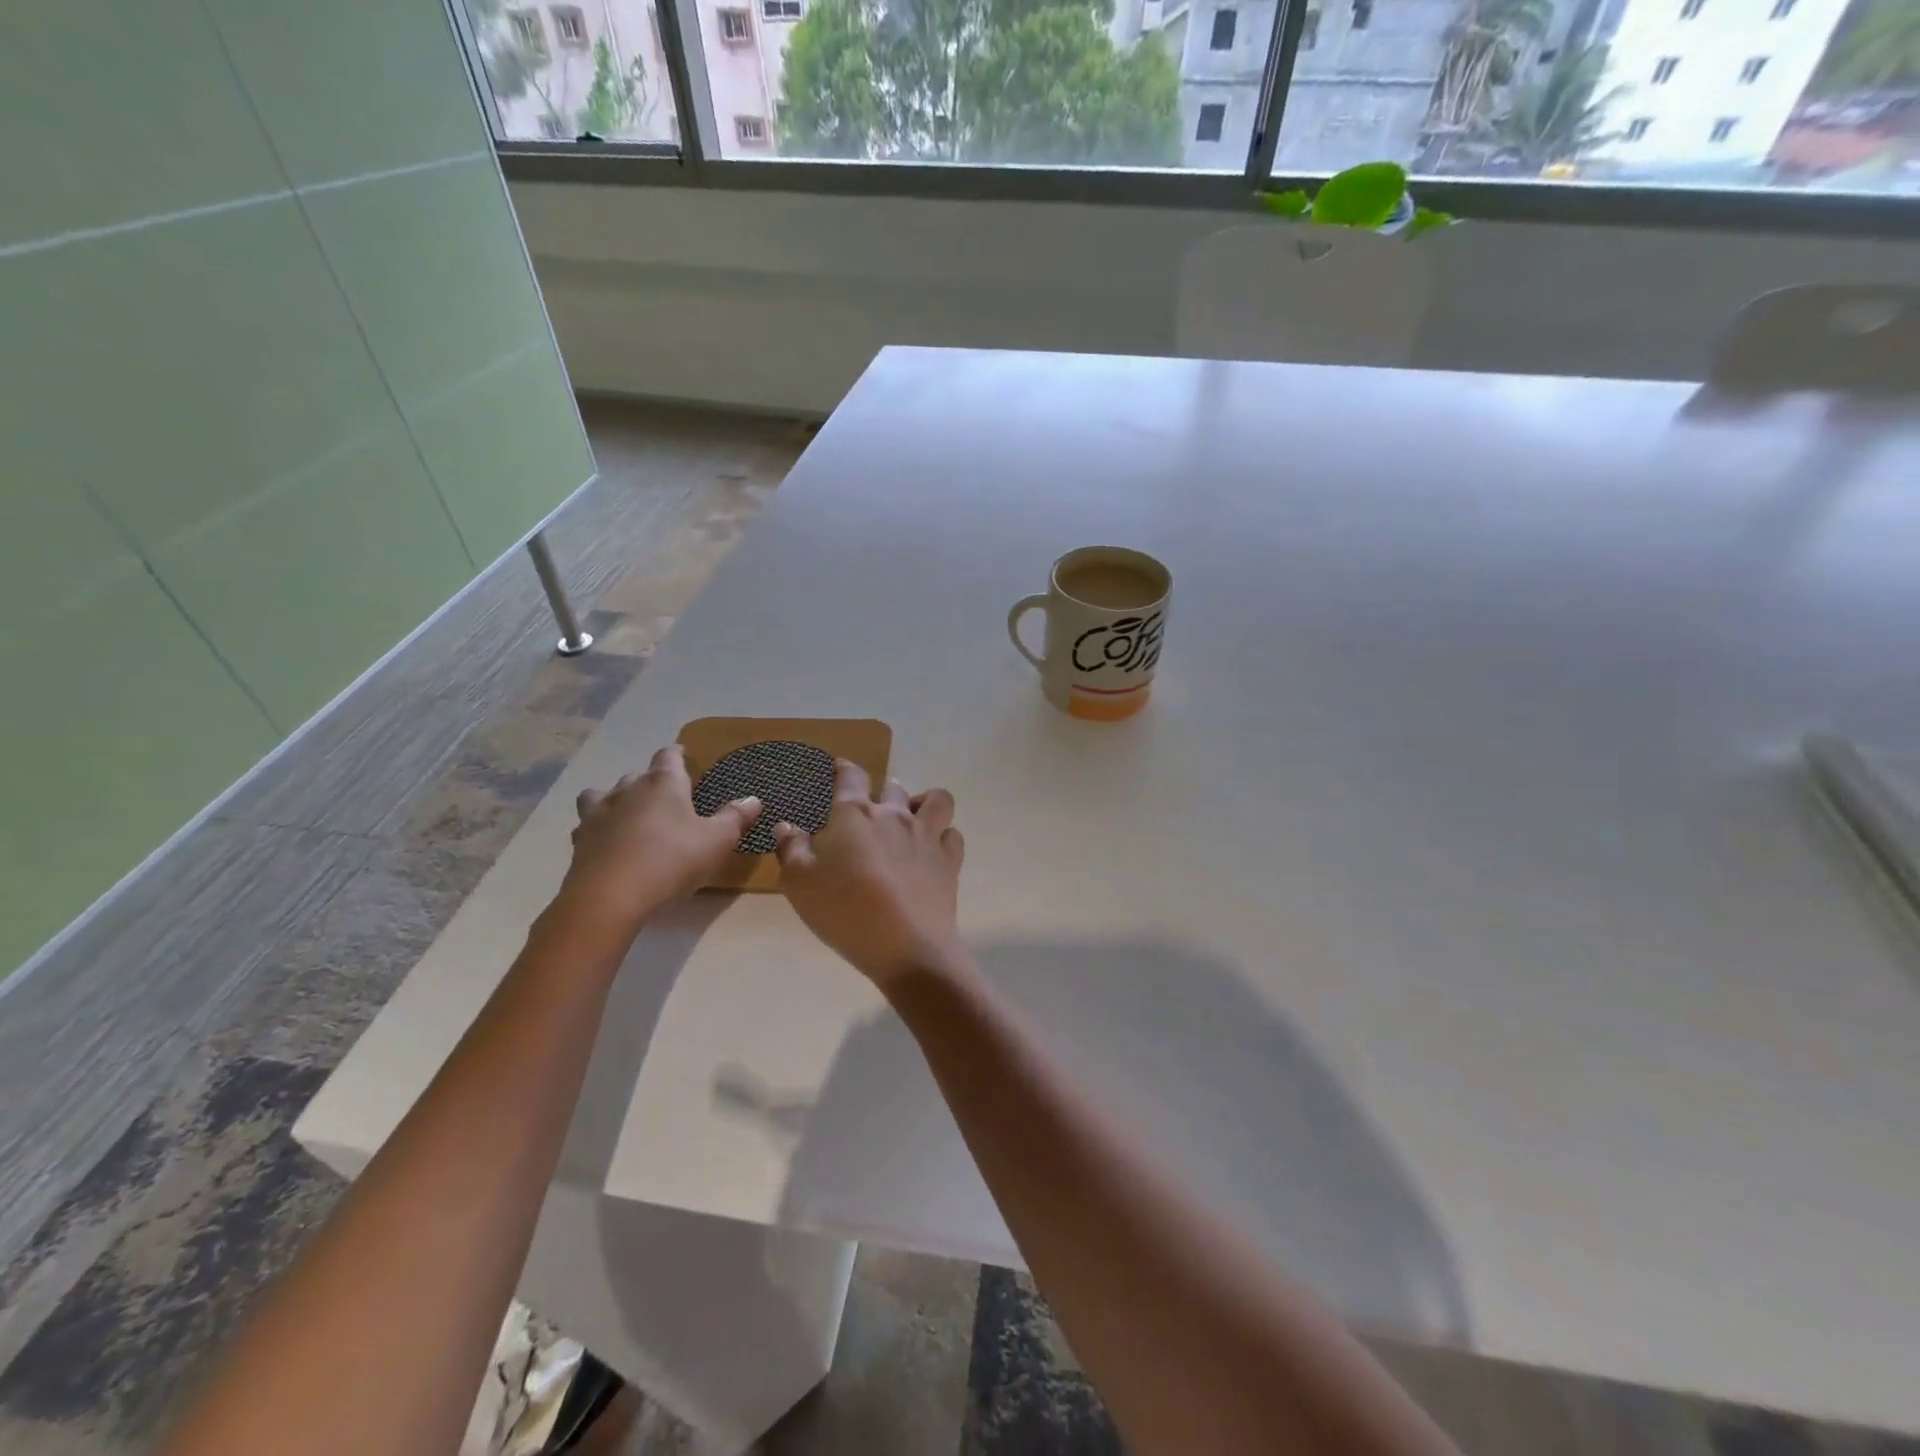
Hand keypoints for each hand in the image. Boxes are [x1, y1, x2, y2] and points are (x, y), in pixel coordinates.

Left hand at [562, 745, 761, 931]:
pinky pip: (589, 826)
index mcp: (663, 783)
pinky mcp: (579, 841)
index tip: (685, 759)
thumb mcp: (717, 841)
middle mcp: (627, 789)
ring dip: (617, 801)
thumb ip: (735, 818)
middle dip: (652, 783)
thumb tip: (753, 799)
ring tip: (630, 817)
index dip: (678, 755)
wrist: (610, 898)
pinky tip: (609, 845)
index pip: (669, 755)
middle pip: (639, 775)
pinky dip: (600, 830)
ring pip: (603, 795)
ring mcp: (598, 814)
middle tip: (668, 801)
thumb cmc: (671, 860)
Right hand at [774, 761, 965, 989]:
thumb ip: (791, 849)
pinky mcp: (950, 861)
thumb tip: (786, 826)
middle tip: (871, 812)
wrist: (906, 946)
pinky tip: (932, 850)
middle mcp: (895, 816)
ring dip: (923, 803)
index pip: (851, 776)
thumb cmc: (844, 910)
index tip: (840, 768)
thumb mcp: (799, 883)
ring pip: (935, 800)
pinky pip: (953, 834)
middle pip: (893, 788)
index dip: (844, 768)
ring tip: (912, 818)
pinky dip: (944, 836)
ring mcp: (927, 836)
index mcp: (854, 815)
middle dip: (882, 792)